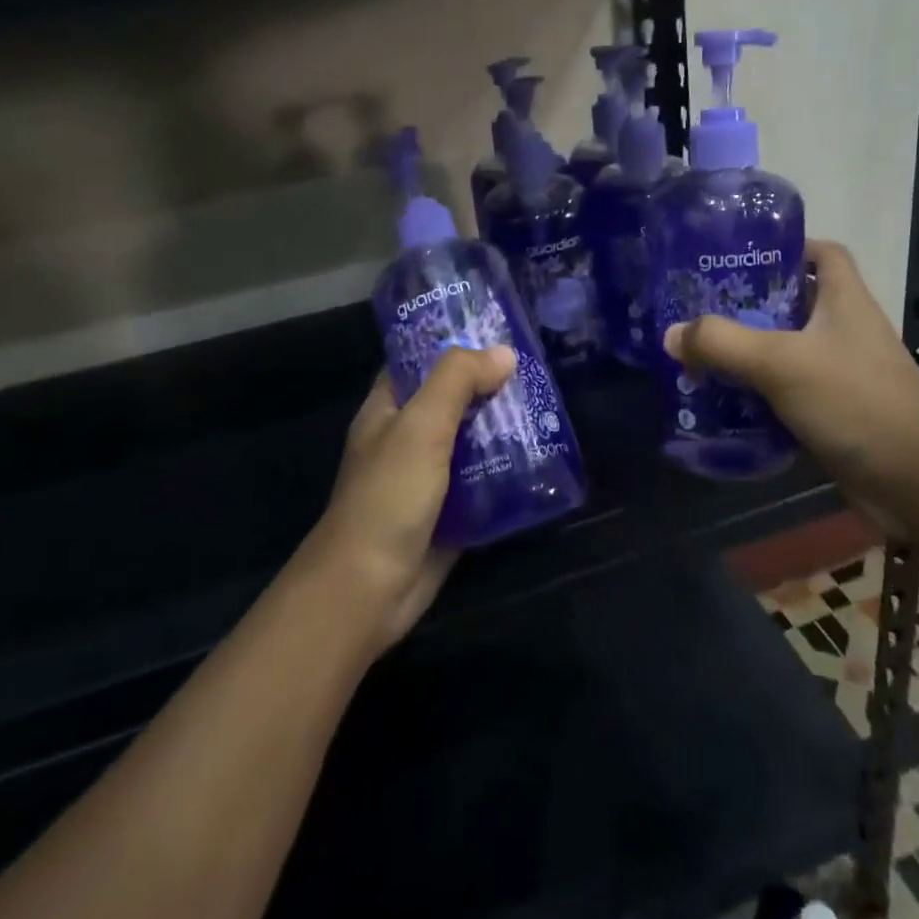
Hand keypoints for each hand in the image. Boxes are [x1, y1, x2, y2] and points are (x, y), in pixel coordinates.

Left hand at [303, 346, 515, 649]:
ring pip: (472, 442)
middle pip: (453, 401)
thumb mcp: (420, 427)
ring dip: (505, 429)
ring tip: (549, 409)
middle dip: (490, 387)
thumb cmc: (388, 496)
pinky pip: (483, 482)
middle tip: (538, 370)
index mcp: (387, 410)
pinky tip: (544, 459)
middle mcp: (407, 439)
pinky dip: (508, 471)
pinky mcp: (449, 512)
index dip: (452, 343)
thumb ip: (457, 382)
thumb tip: (504, 352)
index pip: (418, 362)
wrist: (369, 588)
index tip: (497, 331)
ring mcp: (428, 478)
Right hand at [662, 240, 918, 513]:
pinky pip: (787, 392)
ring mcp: (841, 373)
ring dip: (748, 354)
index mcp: (845, 300)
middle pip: (794, 303)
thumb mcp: (782, 363)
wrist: (915, 481)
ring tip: (700, 355)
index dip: (787, 247)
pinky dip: (758, 395)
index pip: (823, 253)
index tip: (740, 256)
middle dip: (749, 305)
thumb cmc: (855, 401)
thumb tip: (671, 334)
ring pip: (787, 351)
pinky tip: (723, 403)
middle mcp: (845, 330)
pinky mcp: (833, 412)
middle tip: (701, 310)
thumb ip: (723, 344)